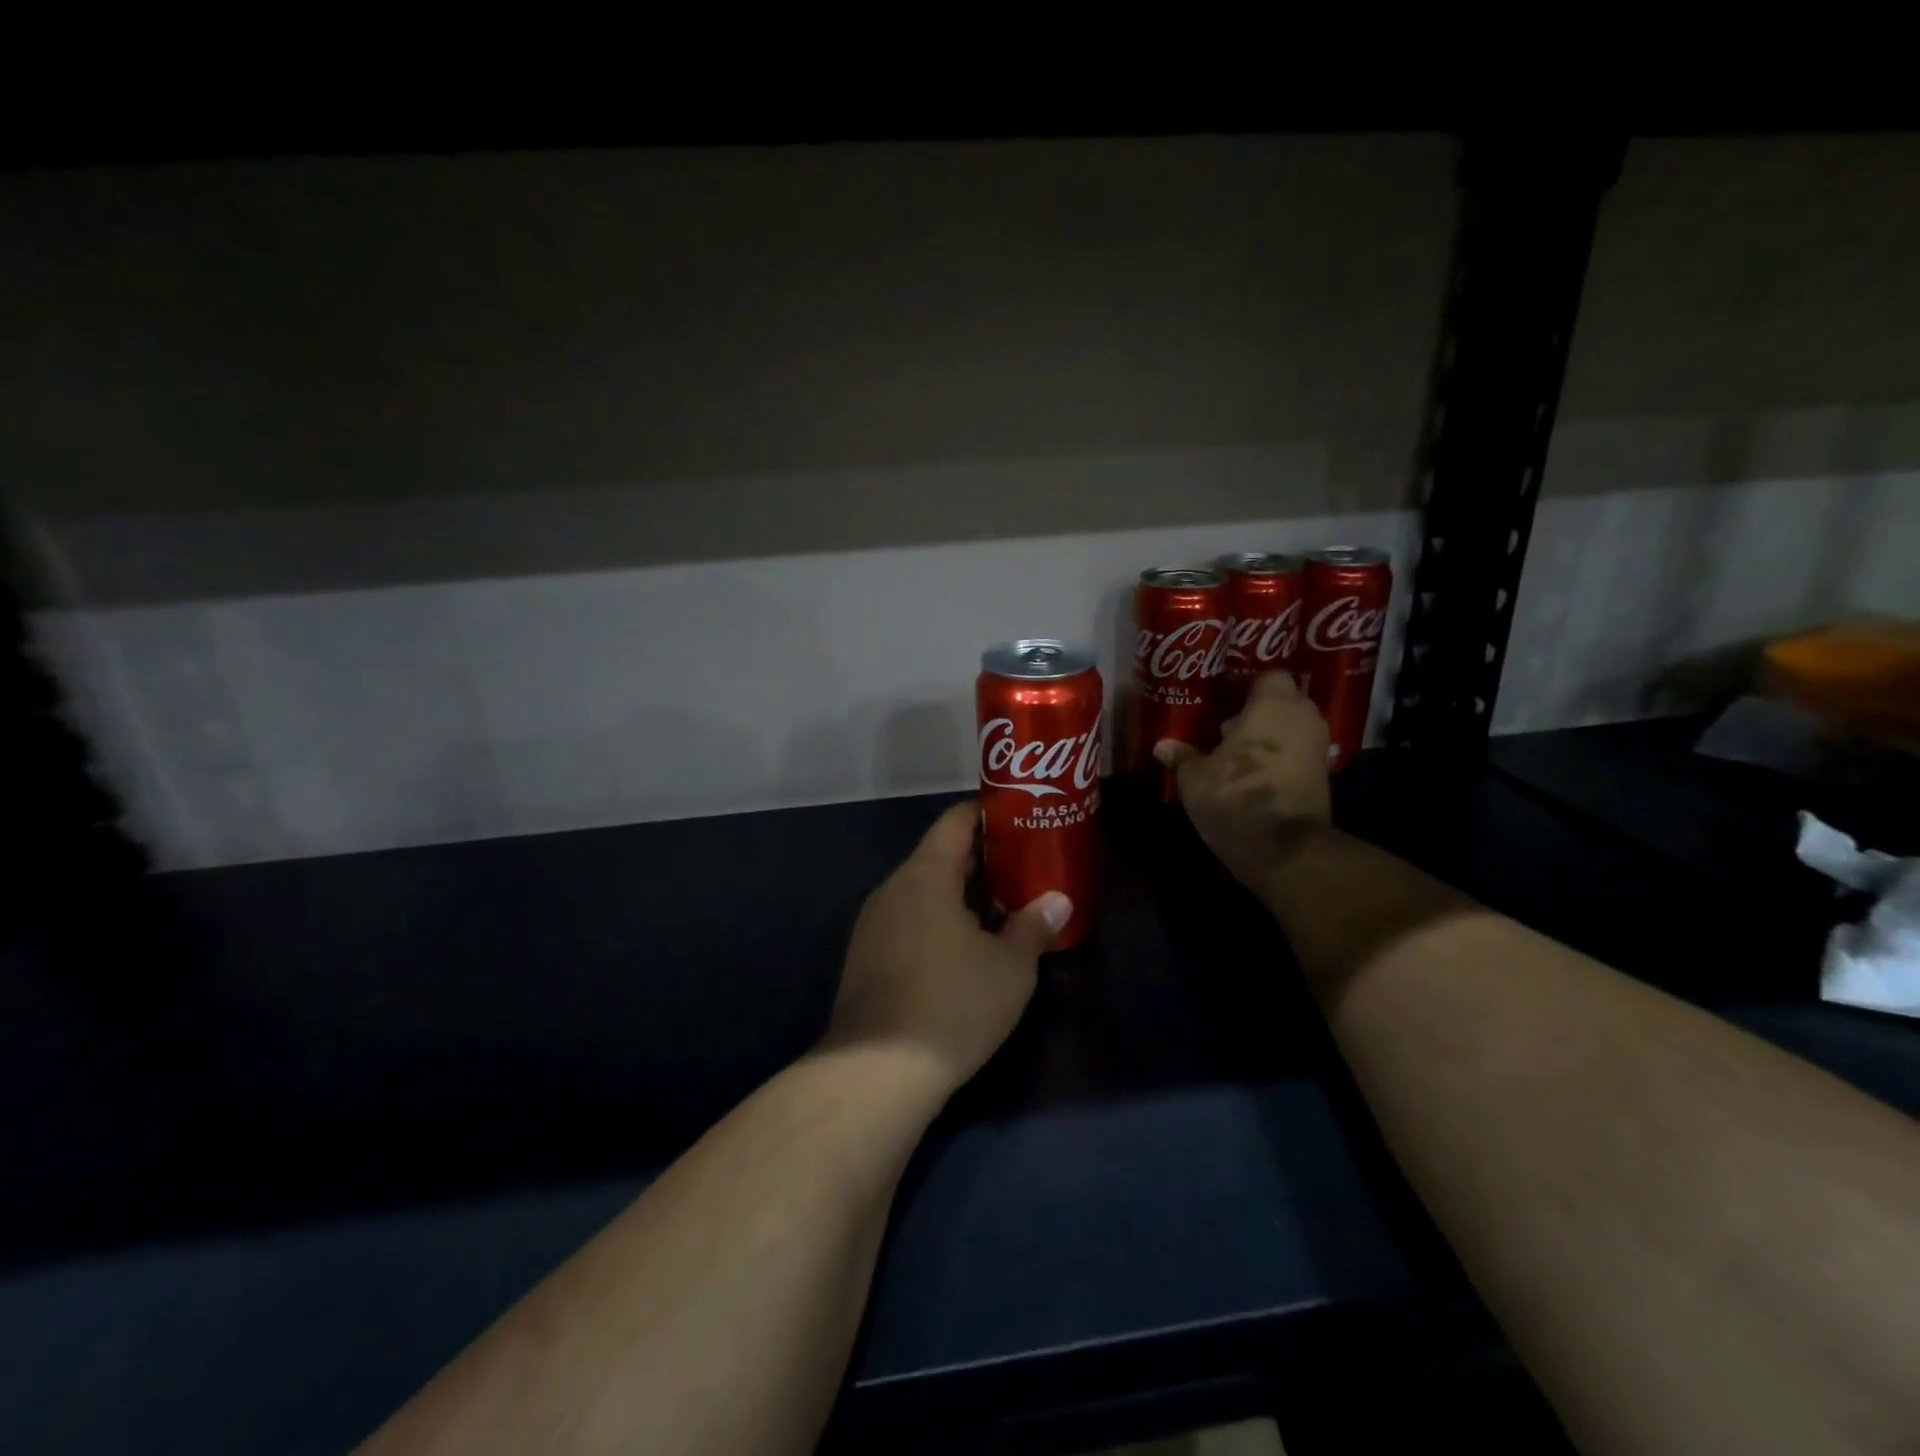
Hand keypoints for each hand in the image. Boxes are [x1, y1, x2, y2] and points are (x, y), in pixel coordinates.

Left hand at [825, 801, 1069, 1094]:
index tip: (1019, 820)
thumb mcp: (1010, 967)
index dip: (988, 815)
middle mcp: (893, 889)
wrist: (876, 1073)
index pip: (955, 822)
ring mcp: (873, 924)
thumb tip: (1057, 902)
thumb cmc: (953, 1004)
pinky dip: (937, 922)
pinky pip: (907, 921)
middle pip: (939, 856)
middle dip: (982, 861)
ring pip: (923, 892)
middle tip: (1023, 869)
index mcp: (925, 875)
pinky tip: (963, 951)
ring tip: (1001, 910)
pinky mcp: (865, 958)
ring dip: (960, 895)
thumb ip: (1033, 926)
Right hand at [1154, 671, 1333, 888]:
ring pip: (1291, 729)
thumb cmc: (1235, 796)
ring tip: (1234, 753)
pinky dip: (1279, 758)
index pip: (1268, 675)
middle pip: (1283, 701)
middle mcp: (1303, 718)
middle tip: (1224, 726)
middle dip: (1257, 711)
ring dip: (1268, 736)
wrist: (1284, 849)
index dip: (1246, 684)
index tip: (1222, 697)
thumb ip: (1182, 756)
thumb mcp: (1194, 778)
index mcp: (1273, 704)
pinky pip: (1297, 753)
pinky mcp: (1322, 777)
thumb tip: (1162, 746)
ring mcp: (1318, 748)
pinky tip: (1251, 774)